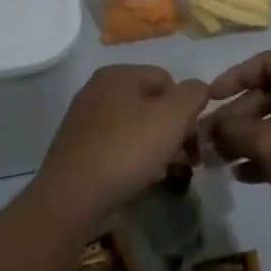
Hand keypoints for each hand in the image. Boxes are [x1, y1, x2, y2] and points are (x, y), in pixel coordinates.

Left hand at [35, 66, 208, 219]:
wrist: (72, 196)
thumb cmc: (127, 149)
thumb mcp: (173, 116)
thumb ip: (194, 94)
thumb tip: (198, 89)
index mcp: (118, 74)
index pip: (168, 80)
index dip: (186, 107)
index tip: (192, 137)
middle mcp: (98, 90)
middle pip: (151, 103)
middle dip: (173, 129)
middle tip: (185, 158)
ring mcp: (85, 119)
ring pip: (135, 126)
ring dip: (156, 145)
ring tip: (166, 170)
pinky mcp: (78, 147)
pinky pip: (117, 145)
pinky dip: (133, 158)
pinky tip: (141, 177)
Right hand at [205, 50, 270, 232]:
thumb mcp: (267, 143)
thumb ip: (233, 129)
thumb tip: (211, 127)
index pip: (267, 63)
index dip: (234, 77)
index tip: (211, 99)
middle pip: (269, 94)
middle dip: (236, 117)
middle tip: (209, 139)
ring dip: (245, 138)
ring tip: (218, 159)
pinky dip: (264, 154)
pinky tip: (242, 175)